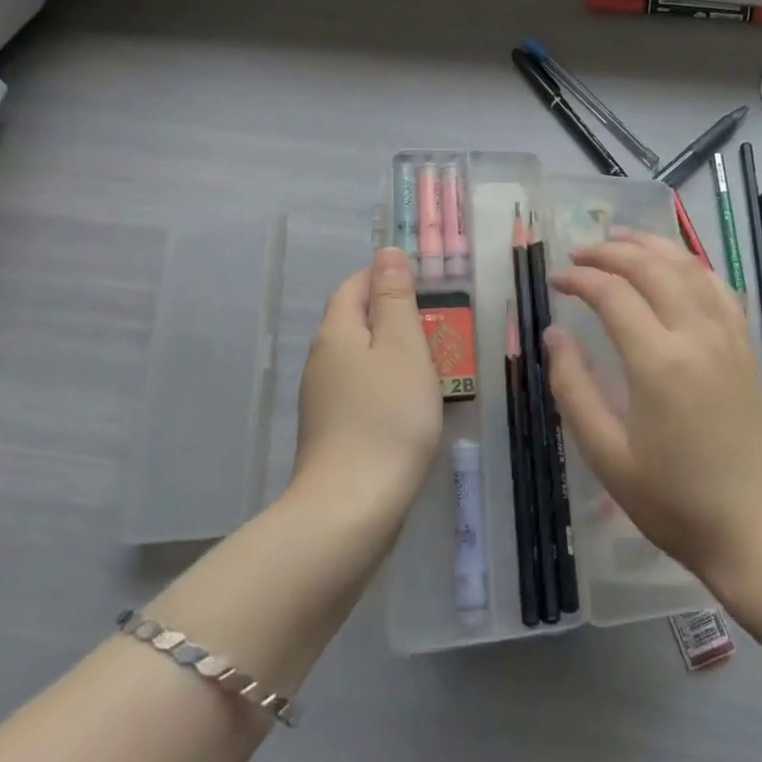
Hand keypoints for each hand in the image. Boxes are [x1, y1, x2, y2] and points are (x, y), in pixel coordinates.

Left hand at [291, 247, 442, 528]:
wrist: (352, 509)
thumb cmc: (387, 416)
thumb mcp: (402, 346)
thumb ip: (395, 298)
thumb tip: (386, 253)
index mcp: (337, 333)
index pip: (355, 286)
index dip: (386, 277)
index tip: (426, 286)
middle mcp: (321, 361)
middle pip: (356, 322)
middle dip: (395, 316)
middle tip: (440, 326)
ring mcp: (323, 401)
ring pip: (361, 359)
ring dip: (394, 354)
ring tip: (434, 365)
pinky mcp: (332, 433)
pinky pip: (361, 392)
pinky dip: (387, 386)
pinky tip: (410, 406)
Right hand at [546, 230, 761, 587]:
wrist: (760, 528)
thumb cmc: (676, 501)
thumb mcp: (608, 457)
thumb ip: (574, 390)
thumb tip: (555, 335)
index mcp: (659, 362)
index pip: (613, 293)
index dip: (580, 278)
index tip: (556, 280)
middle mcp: (697, 334)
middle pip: (651, 267)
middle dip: (611, 250)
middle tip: (579, 252)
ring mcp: (728, 336)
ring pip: (689, 266)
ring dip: (652, 245)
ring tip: (621, 238)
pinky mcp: (746, 346)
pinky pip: (718, 286)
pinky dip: (691, 264)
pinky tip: (675, 266)